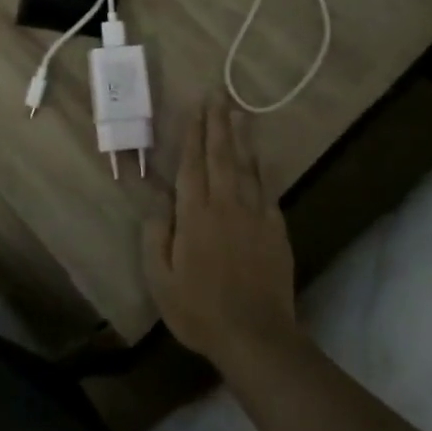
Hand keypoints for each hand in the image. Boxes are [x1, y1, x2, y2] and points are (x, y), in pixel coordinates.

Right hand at [143, 96, 301, 369]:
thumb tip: (159, 203)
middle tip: (218, 94)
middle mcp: (226, 205)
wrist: (256, 336)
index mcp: (195, 215)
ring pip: (247, 166)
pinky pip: (266, 188)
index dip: (193, 134)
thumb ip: (156, 237)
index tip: (195, 107)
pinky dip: (261, 167)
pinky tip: (259, 156)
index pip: (193, 165)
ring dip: (241, 136)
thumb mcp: (160, 280)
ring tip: (239, 111)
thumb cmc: (199, 310)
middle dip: (218, 123)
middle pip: (221, 156)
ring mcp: (255, 215)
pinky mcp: (276, 229)